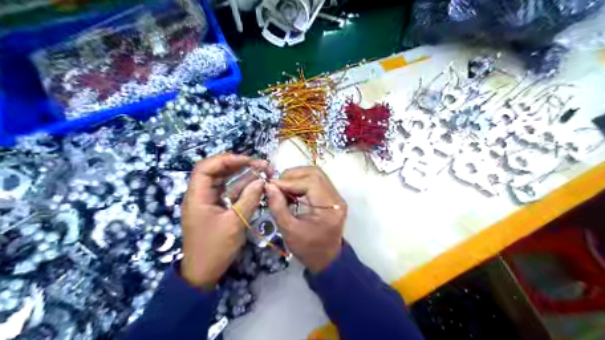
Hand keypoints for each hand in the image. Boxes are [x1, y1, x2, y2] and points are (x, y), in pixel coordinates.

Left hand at [178, 154, 265, 289]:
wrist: (203, 273)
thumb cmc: (215, 249)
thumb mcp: (235, 223)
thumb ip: (249, 199)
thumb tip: (262, 181)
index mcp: (197, 196)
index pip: (206, 167)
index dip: (226, 159)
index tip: (248, 160)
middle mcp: (201, 195)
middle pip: (217, 171)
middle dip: (238, 165)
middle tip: (260, 164)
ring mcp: (209, 202)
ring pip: (225, 181)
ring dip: (243, 176)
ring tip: (262, 171)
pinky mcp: (217, 209)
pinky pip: (229, 193)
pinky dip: (242, 188)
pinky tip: (256, 185)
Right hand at [266, 166, 346, 272]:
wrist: (326, 259)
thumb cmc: (308, 249)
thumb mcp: (289, 231)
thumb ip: (278, 207)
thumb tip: (269, 186)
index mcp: (329, 208)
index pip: (310, 182)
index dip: (288, 182)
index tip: (271, 186)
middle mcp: (336, 198)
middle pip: (314, 173)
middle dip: (292, 176)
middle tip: (276, 186)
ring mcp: (335, 196)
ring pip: (315, 175)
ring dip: (296, 178)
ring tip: (282, 189)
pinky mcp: (331, 197)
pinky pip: (316, 182)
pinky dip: (301, 183)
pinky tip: (291, 193)